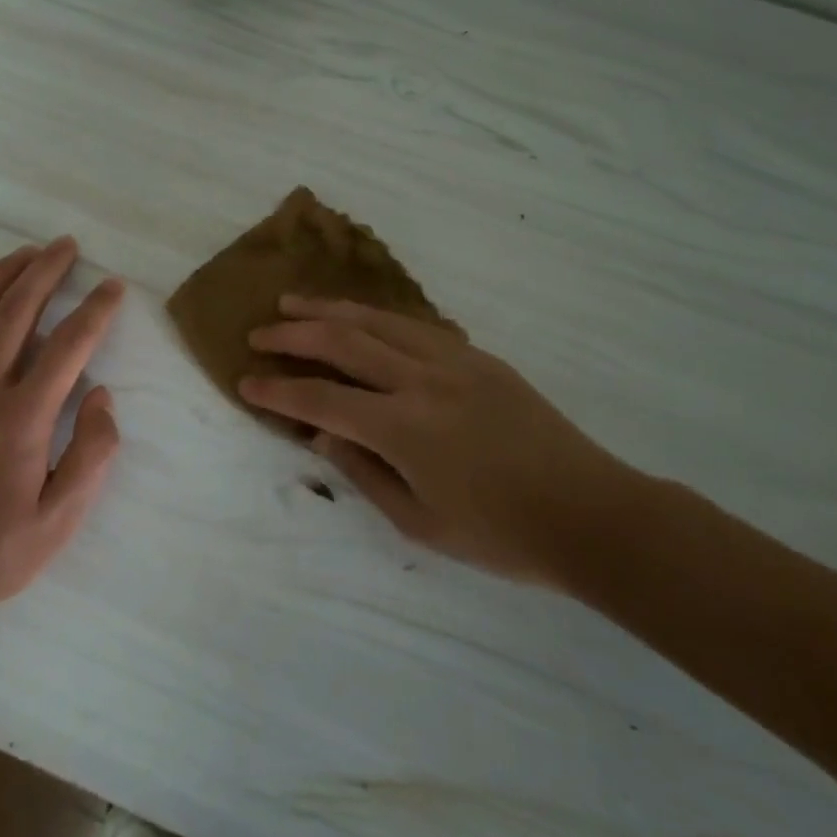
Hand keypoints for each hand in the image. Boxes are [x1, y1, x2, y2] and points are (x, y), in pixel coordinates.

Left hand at [0, 238, 125, 616]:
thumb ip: (92, 454)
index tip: (113, 286)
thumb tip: (101, 396)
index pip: (69, 345)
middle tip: (66, 246)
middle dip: (45, 270)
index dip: (96, 309)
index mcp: (22, 417)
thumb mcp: (61, 519)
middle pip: (15, 311)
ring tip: (23, 254)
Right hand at [240, 295, 640, 583]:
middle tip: (260, 330)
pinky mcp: (478, 357)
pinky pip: (415, 326)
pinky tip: (363, 318)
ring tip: (296, 302)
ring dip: (331, 309)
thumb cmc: (501, 534)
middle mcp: (422, 380)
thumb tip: (323, 436)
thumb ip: (364, 473)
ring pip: (378, 320)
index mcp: (403, 427)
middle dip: (294, 333)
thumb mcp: (420, 522)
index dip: (278, 389)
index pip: (321, 398)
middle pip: (343, 341)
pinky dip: (378, 317)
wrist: (589, 512)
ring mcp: (453, 361)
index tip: (246, 381)